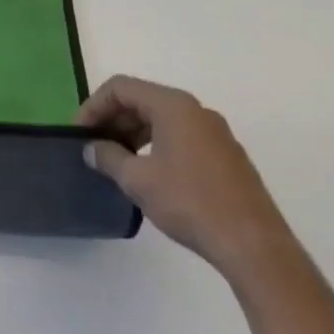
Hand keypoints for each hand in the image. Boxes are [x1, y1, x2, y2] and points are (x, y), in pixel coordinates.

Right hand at [79, 75, 296, 285]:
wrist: (254, 245)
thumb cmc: (190, 202)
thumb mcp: (137, 179)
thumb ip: (108, 157)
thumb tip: (92, 148)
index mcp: (173, 106)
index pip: (121, 88)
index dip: (93, 105)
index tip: (79, 133)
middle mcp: (196, 110)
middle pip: (142, 99)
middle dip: (113, 118)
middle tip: (94, 146)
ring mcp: (215, 133)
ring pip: (162, 119)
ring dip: (133, 133)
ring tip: (116, 161)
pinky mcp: (226, 156)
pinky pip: (180, 136)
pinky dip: (156, 144)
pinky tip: (148, 173)